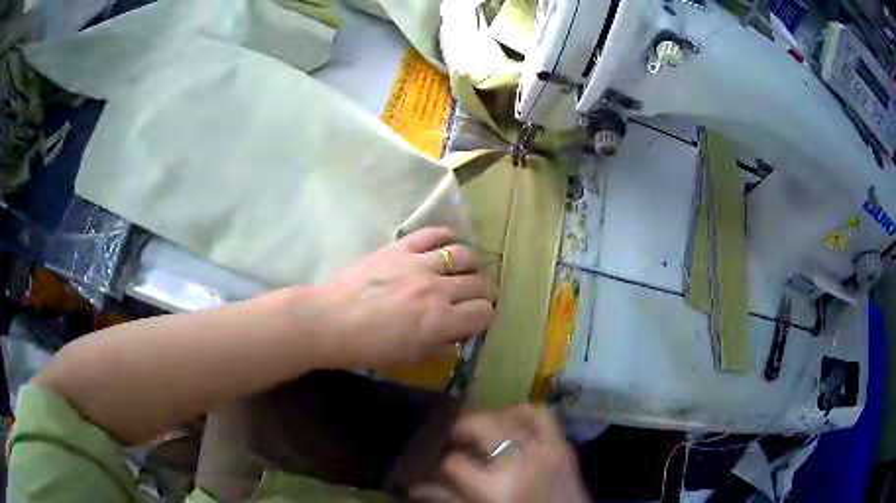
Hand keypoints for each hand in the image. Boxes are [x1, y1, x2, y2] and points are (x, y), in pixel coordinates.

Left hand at [313, 227, 496, 367]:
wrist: (330, 320)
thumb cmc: (367, 347)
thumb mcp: (408, 356)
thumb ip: (439, 345)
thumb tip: (456, 334)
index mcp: (440, 321)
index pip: (484, 312)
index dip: (484, 316)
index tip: (476, 318)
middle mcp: (438, 289)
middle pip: (479, 283)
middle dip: (482, 291)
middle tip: (474, 295)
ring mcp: (420, 264)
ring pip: (463, 255)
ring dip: (470, 264)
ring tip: (465, 268)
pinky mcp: (400, 248)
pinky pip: (432, 234)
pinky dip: (446, 235)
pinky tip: (450, 240)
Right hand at [424, 405, 590, 502]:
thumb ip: (447, 498)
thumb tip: (413, 485)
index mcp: (494, 490)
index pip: (454, 462)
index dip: (442, 459)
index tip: (439, 459)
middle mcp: (519, 464)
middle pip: (481, 426)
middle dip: (460, 427)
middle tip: (451, 435)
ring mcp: (545, 450)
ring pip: (509, 415)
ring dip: (489, 417)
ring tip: (480, 428)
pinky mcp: (563, 444)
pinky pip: (541, 414)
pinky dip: (522, 412)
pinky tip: (510, 421)